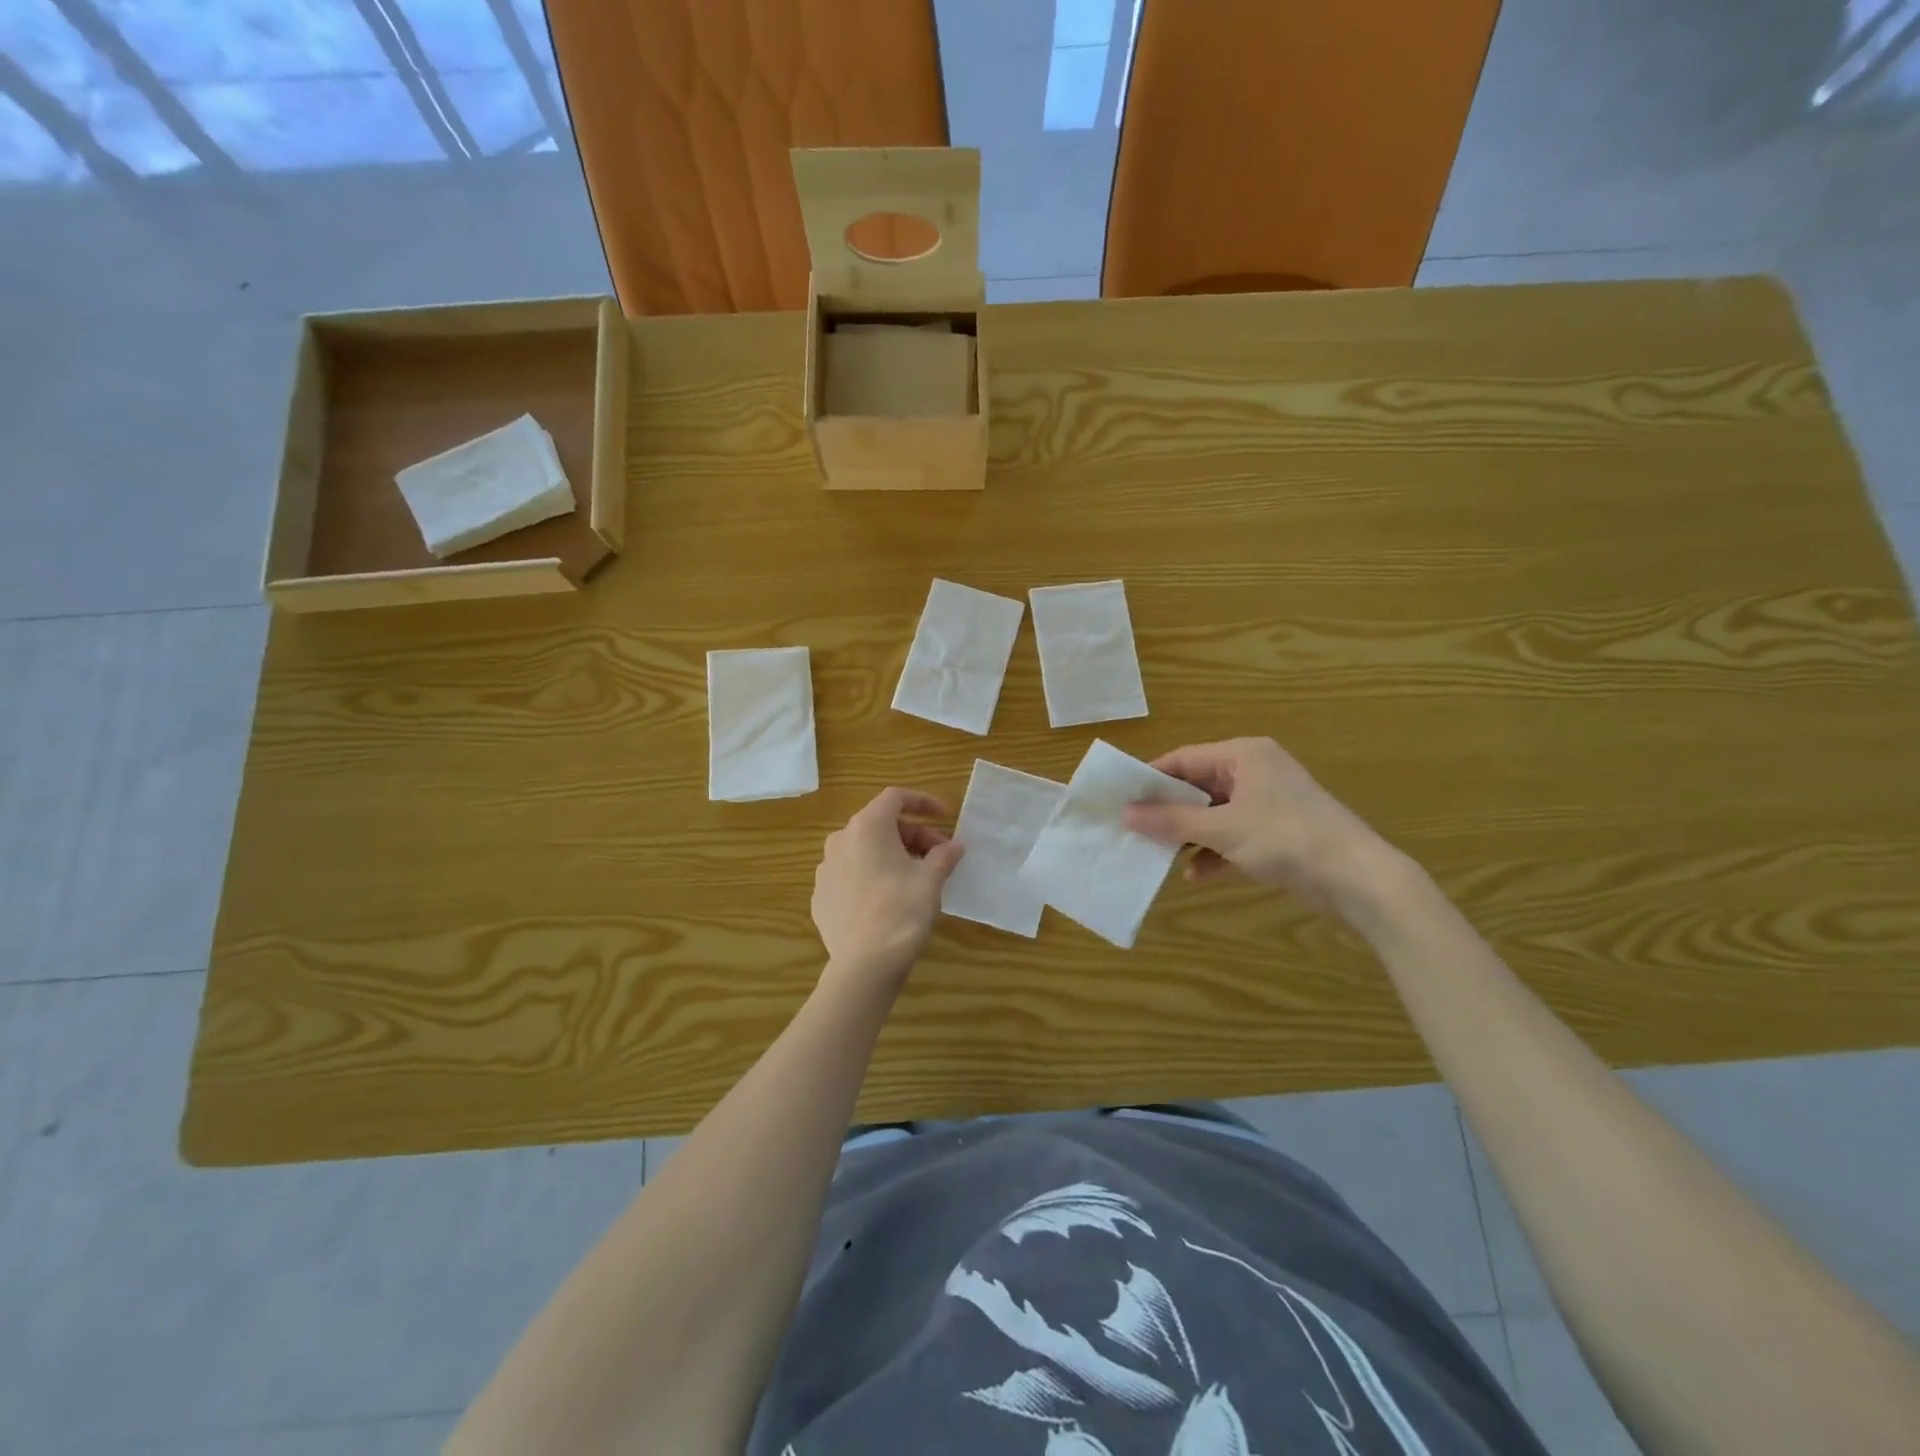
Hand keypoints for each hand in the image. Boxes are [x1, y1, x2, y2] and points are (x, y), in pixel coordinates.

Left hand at [811, 788, 964, 989]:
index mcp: (867, 827)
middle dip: (913, 834)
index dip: (923, 802)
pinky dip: (872, 876)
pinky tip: (889, 899)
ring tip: (916, 877)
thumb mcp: (931, 879)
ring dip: (892, 855)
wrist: (865, 964)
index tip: (945, 817)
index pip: (895, 797)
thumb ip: (944, 855)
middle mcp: (840, 840)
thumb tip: (955, 845)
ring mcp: (825, 869)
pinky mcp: (821, 896)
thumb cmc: (902, 910)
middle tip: (939, 855)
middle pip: (881, 825)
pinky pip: (851, 875)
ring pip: (864, 850)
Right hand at [1124, 737, 1397, 916]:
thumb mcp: (1221, 830)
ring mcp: (1269, 802)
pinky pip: (1235, 834)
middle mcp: (1255, 771)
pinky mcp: (1279, 831)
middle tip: (1135, 830)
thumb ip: (1171, 821)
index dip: (1151, 779)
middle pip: (1198, 786)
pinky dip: (1216, 851)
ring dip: (1190, 835)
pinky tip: (1197, 875)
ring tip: (1159, 854)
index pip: (1184, 758)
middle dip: (1169, 811)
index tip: (1120, 799)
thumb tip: (1125, 813)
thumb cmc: (1285, 839)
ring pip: (1215, 813)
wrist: (1359, 879)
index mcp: (1243, 755)